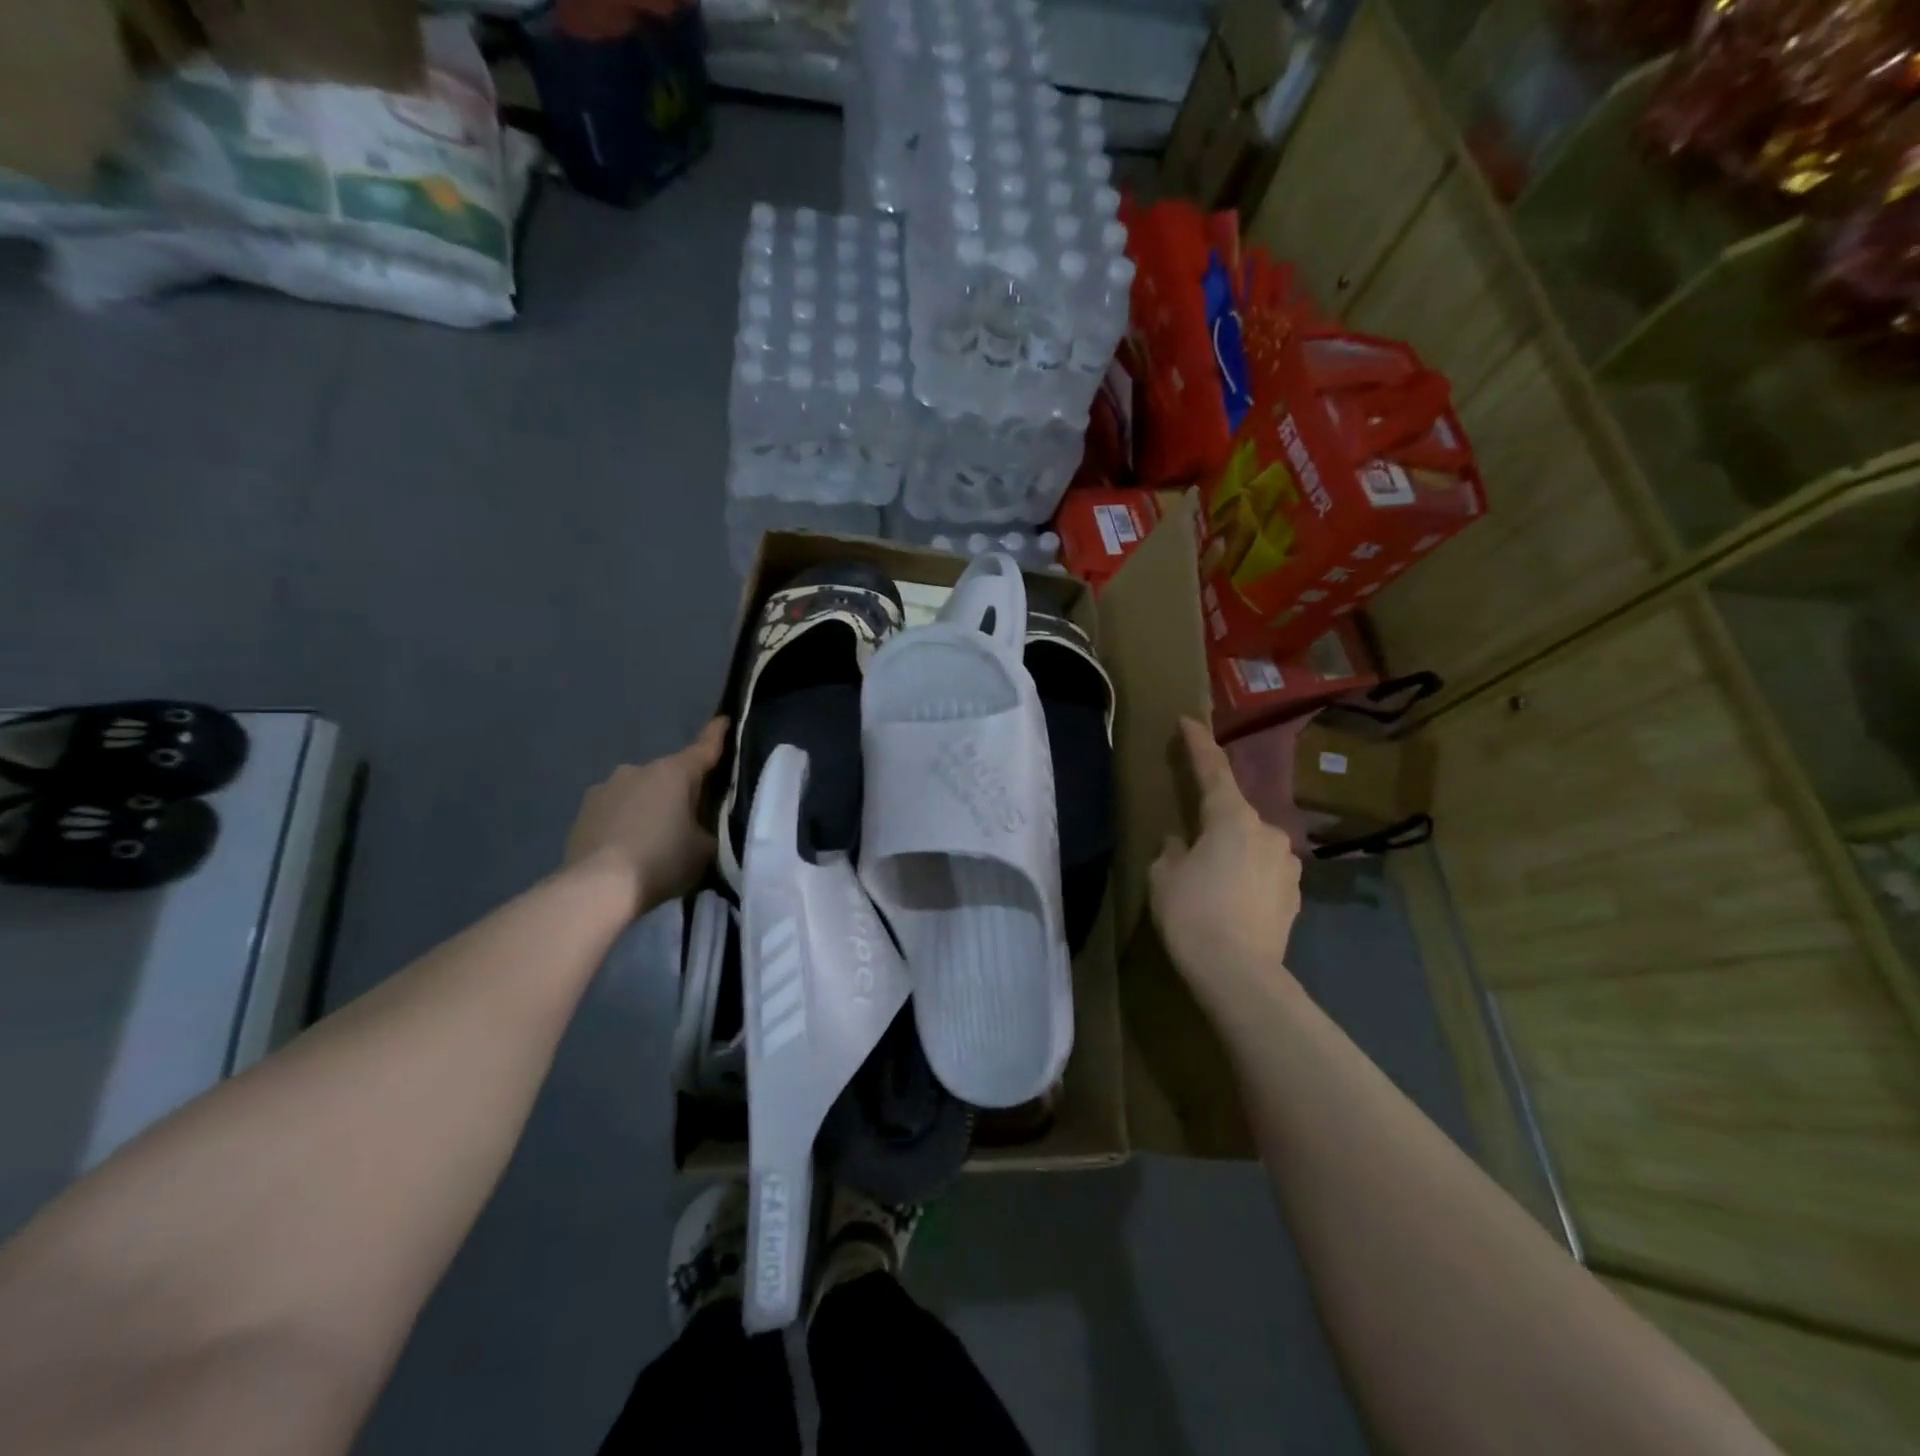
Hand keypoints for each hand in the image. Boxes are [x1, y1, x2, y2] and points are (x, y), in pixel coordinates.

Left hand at [564, 718, 728, 912]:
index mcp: (675, 772)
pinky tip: (628, 848)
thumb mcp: (705, 849)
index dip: (718, 734)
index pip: (705, 746)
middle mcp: (639, 770)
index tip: (725, 720)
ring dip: (650, 805)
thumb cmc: (662, 860)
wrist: (597, 888)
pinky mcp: (583, 811)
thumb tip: (706, 827)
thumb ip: (712, 830)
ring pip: (640, 791)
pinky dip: (625, 821)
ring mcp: (606, 788)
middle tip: (693, 818)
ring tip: (655, 838)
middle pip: (671, 774)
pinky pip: (616, 810)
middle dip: (683, 789)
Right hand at [1149, 718, 1302, 1006]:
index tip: (1188, 720)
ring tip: (1211, 885)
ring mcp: (1287, 865)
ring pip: (1252, 846)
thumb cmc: (1192, 913)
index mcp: (1232, 818)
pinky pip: (1264, 873)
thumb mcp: (1163, 876)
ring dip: (1233, 854)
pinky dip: (1247, 878)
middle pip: (1234, 815)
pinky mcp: (1295, 896)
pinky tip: (1232, 903)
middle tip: (1189, 848)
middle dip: (1214, 824)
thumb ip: (1172, 849)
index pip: (1213, 769)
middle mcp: (1268, 832)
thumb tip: (1182, 843)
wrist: (1239, 974)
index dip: (1198, 744)